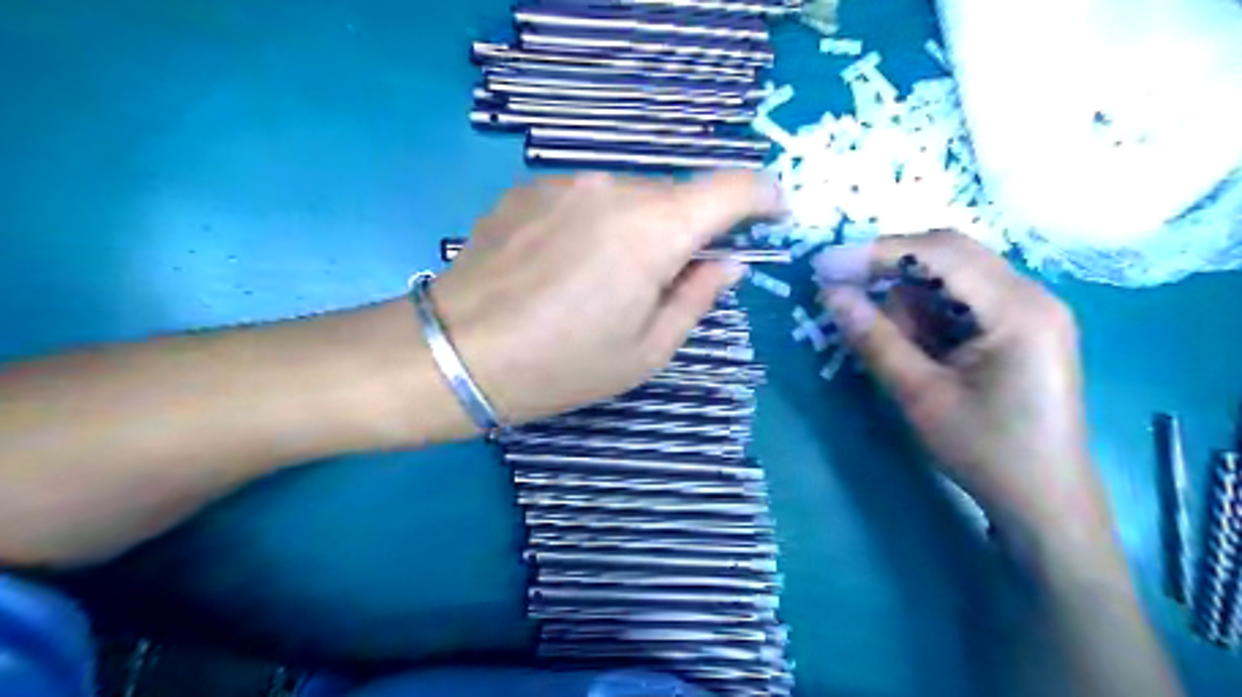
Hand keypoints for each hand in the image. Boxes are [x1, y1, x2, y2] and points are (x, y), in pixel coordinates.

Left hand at [423, 172, 779, 427]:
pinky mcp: (529, 189)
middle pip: (676, 195)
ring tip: (610, 279)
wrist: (457, 353)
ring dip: (641, 227)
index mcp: (652, 230)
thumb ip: (697, 297)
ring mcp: (564, 182)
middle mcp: (612, 188)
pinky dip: (598, 223)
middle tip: (672, 277)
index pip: (731, 188)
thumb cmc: (562, 365)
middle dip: (690, 229)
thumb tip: (727, 262)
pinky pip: (586, 198)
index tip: (773, 215)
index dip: (763, 197)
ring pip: (630, 196)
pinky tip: (568, 266)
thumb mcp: (646, 350)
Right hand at [817, 231, 1106, 542]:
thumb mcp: (920, 396)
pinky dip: (927, 314)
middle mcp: (1032, 295)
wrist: (1044, 502)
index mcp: (1018, 309)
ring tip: (889, 342)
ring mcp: (1030, 310)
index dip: (876, 253)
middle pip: (949, 254)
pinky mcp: (1020, 328)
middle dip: (889, 268)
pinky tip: (915, 346)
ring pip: (952, 276)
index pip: (940, 253)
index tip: (825, 266)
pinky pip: (962, 300)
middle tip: (842, 291)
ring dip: (908, 298)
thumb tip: (830, 294)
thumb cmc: (985, 452)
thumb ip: (874, 339)